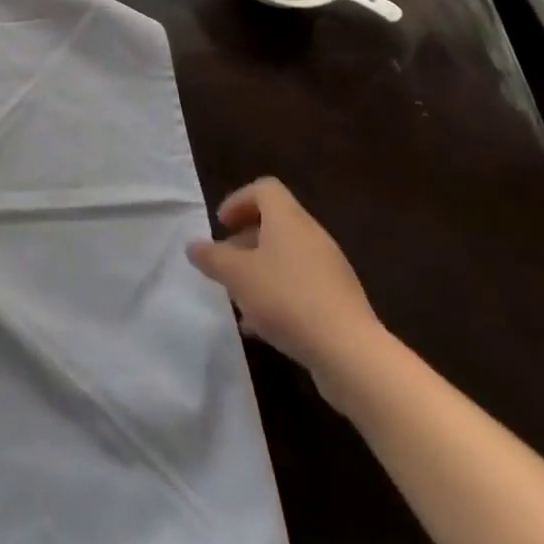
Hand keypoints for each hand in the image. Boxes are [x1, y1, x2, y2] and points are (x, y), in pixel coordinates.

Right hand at [187, 177, 383, 392]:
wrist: (351, 354)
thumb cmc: (287, 299)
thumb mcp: (237, 276)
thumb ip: (211, 258)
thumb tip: (193, 246)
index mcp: (288, 219)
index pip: (264, 189)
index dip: (239, 201)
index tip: (222, 226)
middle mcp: (312, 236)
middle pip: (275, 224)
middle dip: (245, 241)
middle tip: (225, 263)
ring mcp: (330, 269)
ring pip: (287, 258)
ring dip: (260, 271)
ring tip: (240, 298)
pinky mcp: (339, 301)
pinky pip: (302, 286)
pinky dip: (279, 295)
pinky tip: (262, 326)